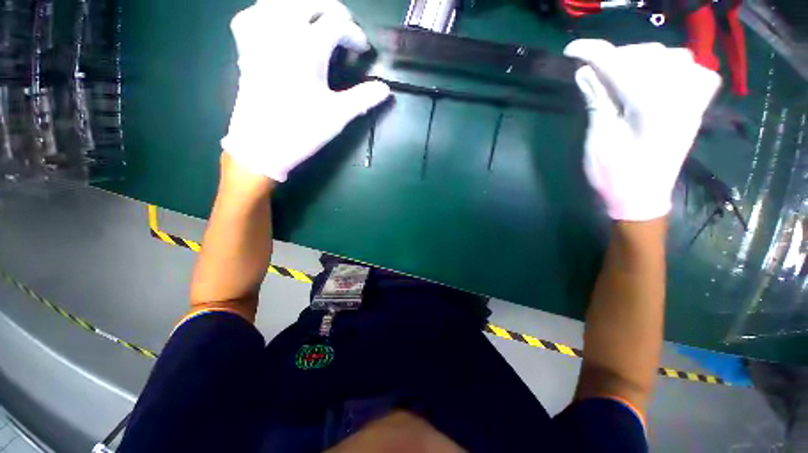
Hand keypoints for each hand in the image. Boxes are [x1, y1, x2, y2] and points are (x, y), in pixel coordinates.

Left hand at [221, 0, 390, 182]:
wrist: (261, 146)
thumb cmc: (301, 131)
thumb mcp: (338, 115)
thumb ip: (363, 98)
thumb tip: (385, 89)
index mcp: (307, 47)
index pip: (338, 23)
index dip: (355, 34)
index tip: (362, 51)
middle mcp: (281, 31)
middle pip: (310, 2)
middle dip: (333, 13)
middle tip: (344, 34)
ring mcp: (259, 36)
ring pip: (280, 1)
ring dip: (303, 9)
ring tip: (316, 26)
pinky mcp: (245, 48)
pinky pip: (252, 15)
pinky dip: (268, 13)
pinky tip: (278, 25)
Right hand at [564, 40, 720, 220]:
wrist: (641, 198)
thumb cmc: (615, 174)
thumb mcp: (599, 139)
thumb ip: (597, 100)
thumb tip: (586, 70)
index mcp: (652, 106)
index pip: (620, 64)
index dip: (593, 52)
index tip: (571, 49)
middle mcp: (679, 95)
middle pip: (647, 54)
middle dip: (617, 58)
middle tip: (595, 75)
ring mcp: (693, 100)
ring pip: (672, 56)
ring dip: (643, 61)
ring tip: (623, 78)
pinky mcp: (696, 107)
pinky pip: (697, 71)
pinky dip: (676, 67)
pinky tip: (661, 78)